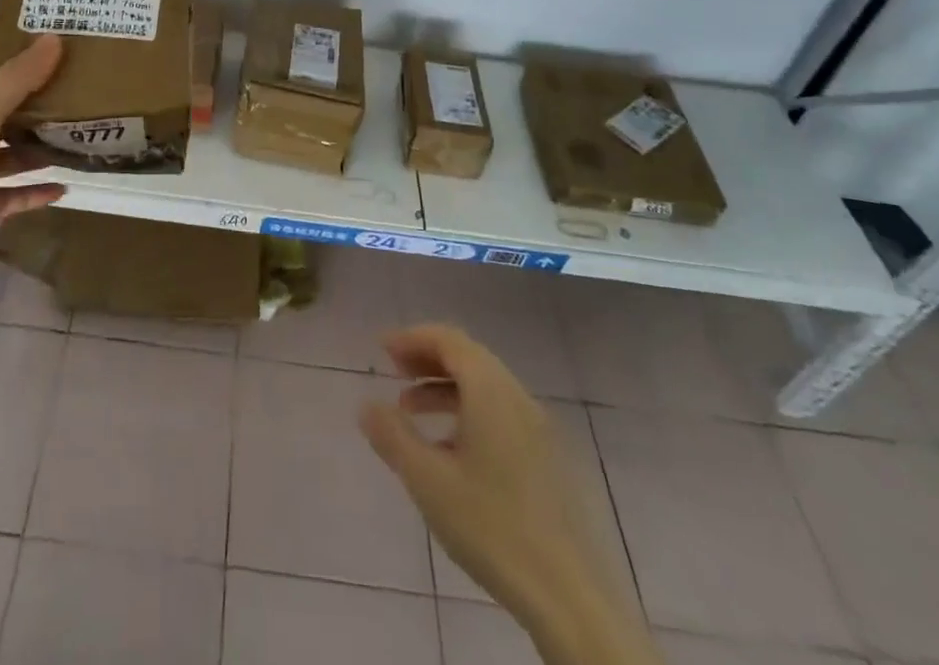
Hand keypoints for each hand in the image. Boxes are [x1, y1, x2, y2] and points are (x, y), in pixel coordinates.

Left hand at [0, 31, 66, 297]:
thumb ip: (17, 79)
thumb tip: (53, 39)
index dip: (7, 38)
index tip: (44, 21)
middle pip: (4, 104)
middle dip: (37, 91)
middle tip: (78, 77)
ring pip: (10, 151)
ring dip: (39, 144)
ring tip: (78, 133)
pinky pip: (12, 194)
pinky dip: (35, 191)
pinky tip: (64, 188)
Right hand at [360, 326, 653, 662]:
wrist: (572, 600)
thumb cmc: (493, 529)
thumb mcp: (428, 481)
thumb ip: (393, 436)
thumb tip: (366, 404)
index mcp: (491, 392)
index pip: (449, 340)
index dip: (413, 338)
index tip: (382, 349)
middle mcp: (518, 398)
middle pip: (468, 357)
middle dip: (427, 359)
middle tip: (393, 372)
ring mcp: (538, 430)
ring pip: (485, 387)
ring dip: (445, 387)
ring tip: (410, 411)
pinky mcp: (548, 460)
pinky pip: (500, 414)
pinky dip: (468, 412)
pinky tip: (449, 450)